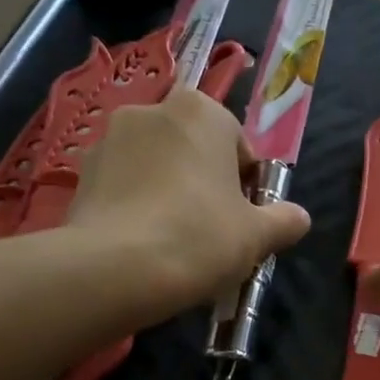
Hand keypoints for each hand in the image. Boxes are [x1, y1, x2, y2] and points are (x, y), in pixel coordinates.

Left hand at [68, 89, 310, 315]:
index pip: (238, 144)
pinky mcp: (81, 172)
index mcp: (201, 111)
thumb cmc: (200, 237)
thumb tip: (298, 217)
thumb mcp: (258, 235)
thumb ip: (284, 220)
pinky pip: (123, 186)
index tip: (243, 219)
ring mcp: (109, 139)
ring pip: (156, 167)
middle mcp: (152, 110)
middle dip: (204, 183)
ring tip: (174, 241)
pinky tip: (143, 244)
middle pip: (193, 150)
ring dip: (168, 192)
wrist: (115, 269)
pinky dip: (136, 206)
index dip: (246, 184)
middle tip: (212, 231)